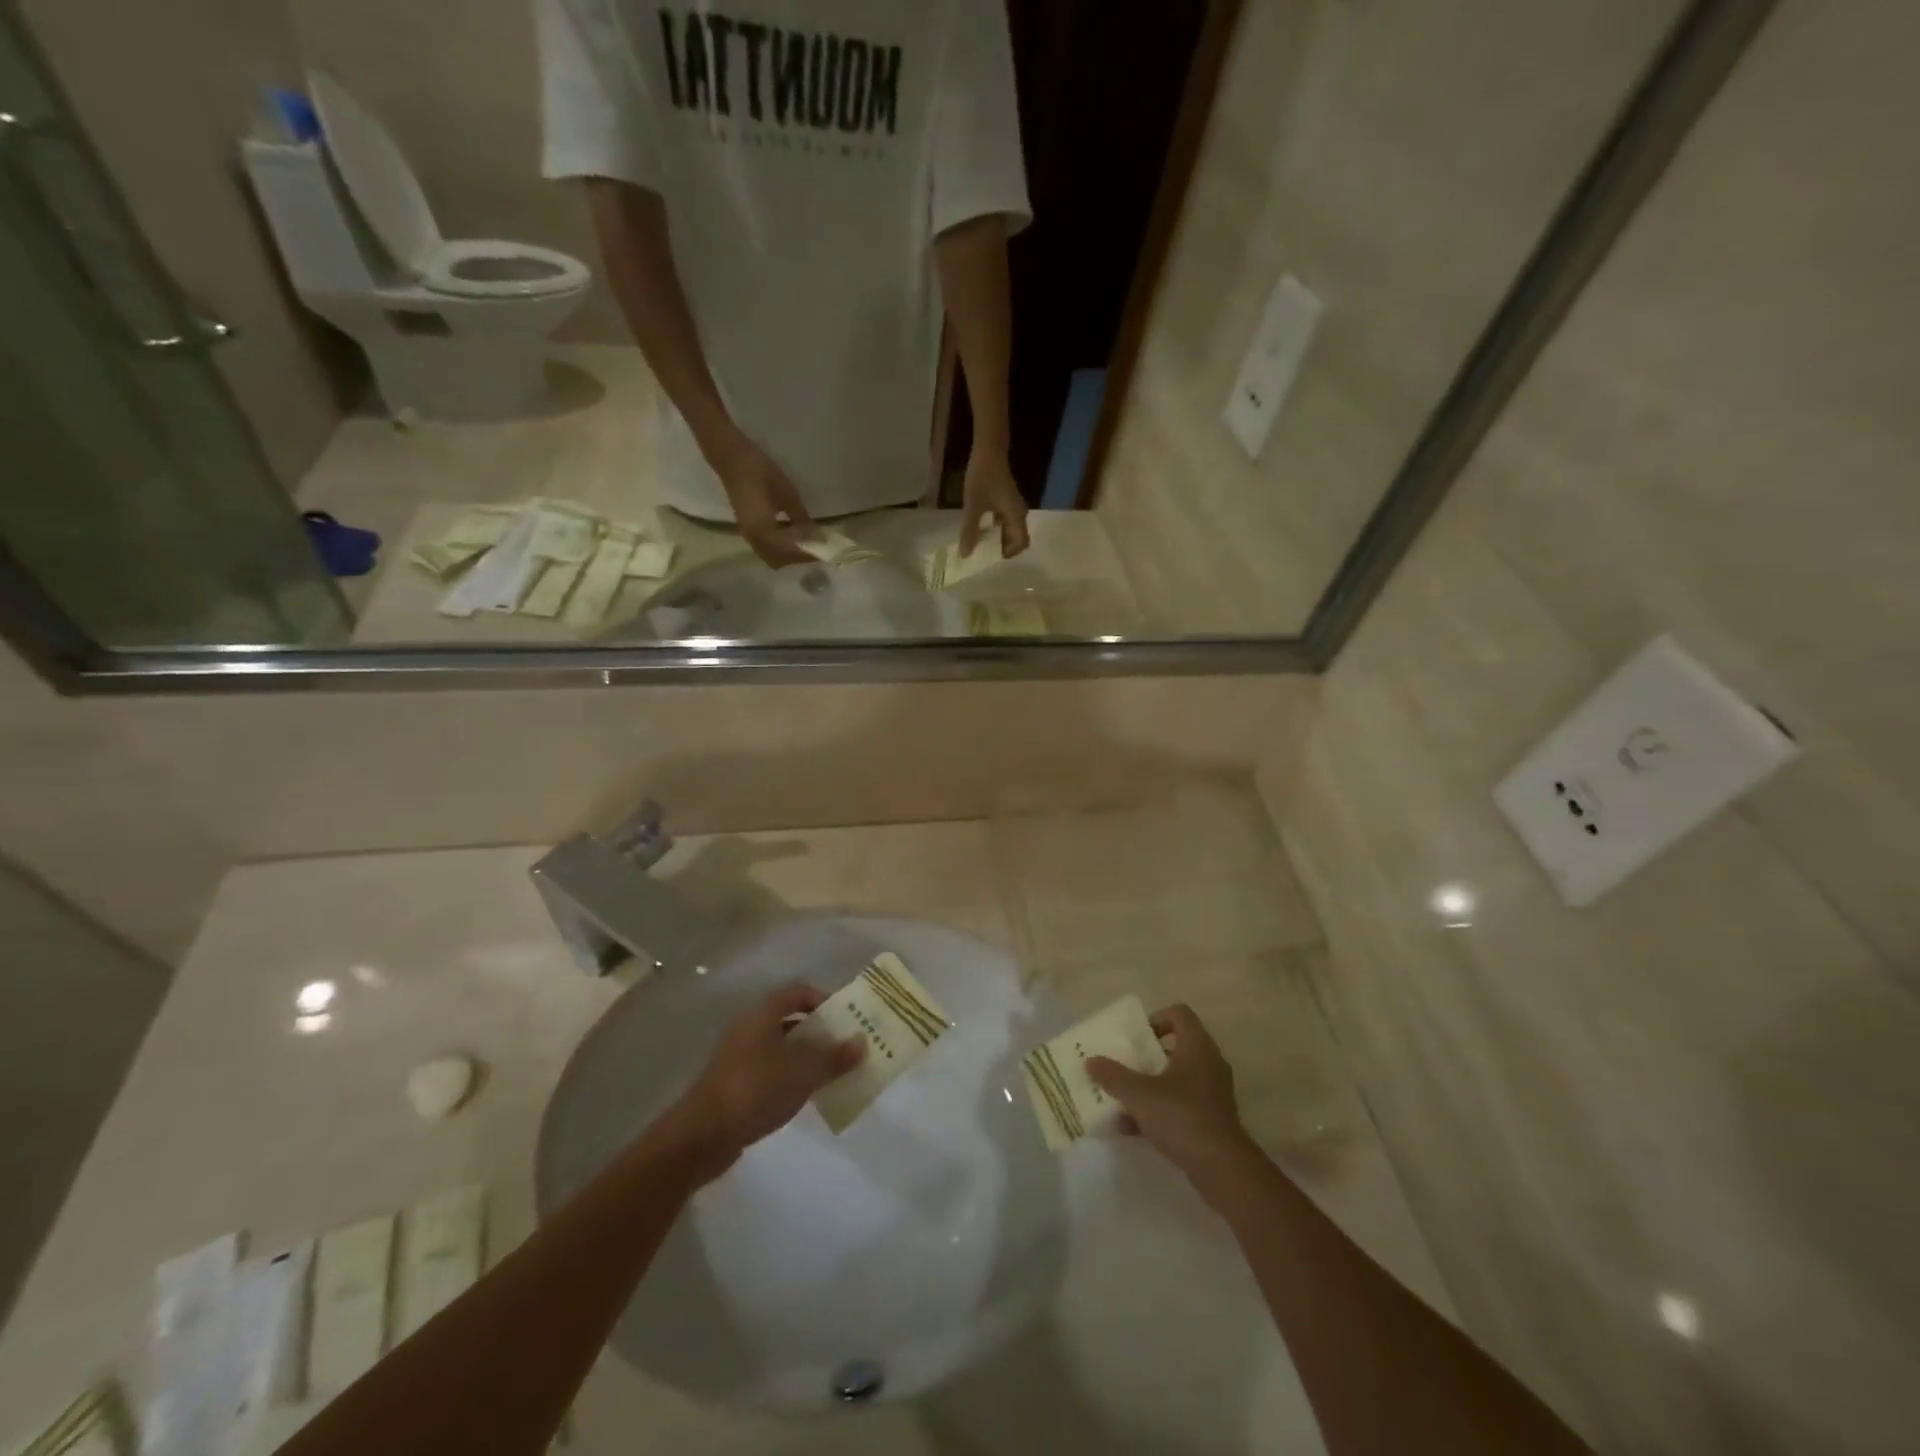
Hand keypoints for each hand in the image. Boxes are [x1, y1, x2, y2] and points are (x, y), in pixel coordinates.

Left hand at [664, 984, 864, 1182]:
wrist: (702, 1136)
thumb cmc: (755, 1090)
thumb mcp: (803, 1072)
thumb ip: (834, 1057)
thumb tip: (862, 1041)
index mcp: (762, 1014)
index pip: (798, 992)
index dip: (824, 1000)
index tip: (846, 1018)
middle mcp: (749, 1028)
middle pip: (791, 1019)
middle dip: (820, 1031)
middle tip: (846, 1046)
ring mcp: (739, 1056)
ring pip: (781, 1047)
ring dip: (806, 1056)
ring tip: (832, 1072)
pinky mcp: (734, 1083)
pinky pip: (770, 1070)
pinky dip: (790, 1076)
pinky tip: (805, 1094)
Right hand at [709, 433, 818, 567]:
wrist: (733, 459)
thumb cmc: (761, 472)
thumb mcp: (787, 494)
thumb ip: (800, 518)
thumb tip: (814, 536)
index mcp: (763, 530)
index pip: (789, 551)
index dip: (807, 552)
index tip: (824, 549)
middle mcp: (754, 538)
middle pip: (779, 559)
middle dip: (798, 557)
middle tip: (816, 547)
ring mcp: (748, 535)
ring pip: (771, 556)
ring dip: (789, 554)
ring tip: (806, 541)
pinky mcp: (747, 530)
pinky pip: (766, 548)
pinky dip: (780, 548)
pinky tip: (792, 534)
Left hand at [959, 446, 1029, 558]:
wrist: (989, 449)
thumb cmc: (983, 477)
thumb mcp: (973, 506)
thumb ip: (970, 531)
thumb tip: (966, 555)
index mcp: (1016, 516)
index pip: (1021, 542)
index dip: (1010, 553)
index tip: (994, 557)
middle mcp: (1019, 512)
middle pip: (1018, 537)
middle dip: (1005, 548)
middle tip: (987, 554)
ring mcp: (1014, 504)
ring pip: (1012, 528)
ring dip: (1001, 538)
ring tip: (984, 544)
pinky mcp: (1007, 498)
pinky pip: (1006, 518)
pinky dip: (997, 526)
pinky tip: (983, 526)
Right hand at [1086, 1004, 1254, 1183]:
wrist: (1223, 1169)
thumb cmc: (1181, 1117)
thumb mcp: (1139, 1094)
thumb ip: (1113, 1076)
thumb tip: (1091, 1061)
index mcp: (1196, 1047)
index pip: (1179, 1014)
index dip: (1156, 1018)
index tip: (1135, 1037)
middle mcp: (1208, 1064)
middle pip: (1174, 1047)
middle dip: (1145, 1056)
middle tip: (1123, 1064)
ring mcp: (1211, 1094)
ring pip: (1175, 1079)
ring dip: (1148, 1086)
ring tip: (1121, 1097)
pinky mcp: (1211, 1120)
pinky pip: (1179, 1105)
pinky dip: (1157, 1111)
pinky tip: (1130, 1127)